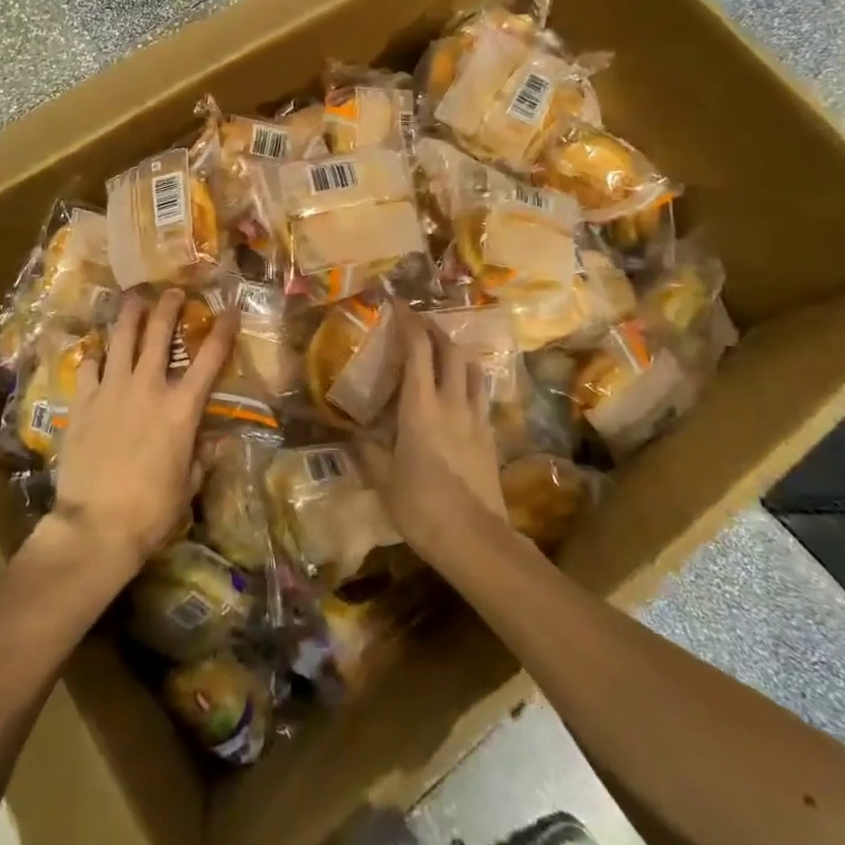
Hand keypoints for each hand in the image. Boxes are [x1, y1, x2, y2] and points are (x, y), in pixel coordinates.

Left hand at [51, 289, 238, 573]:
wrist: (95, 525)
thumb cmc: (151, 511)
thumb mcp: (188, 486)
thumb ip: (203, 458)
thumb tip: (219, 443)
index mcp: (181, 408)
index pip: (209, 359)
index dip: (222, 331)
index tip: (228, 310)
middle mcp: (148, 388)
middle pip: (159, 334)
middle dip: (169, 307)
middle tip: (173, 291)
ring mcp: (111, 390)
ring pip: (121, 339)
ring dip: (130, 315)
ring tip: (133, 298)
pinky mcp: (81, 402)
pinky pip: (88, 367)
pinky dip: (94, 356)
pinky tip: (96, 351)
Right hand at [355, 306, 506, 564]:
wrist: (476, 540)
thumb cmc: (422, 508)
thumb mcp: (383, 479)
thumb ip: (368, 450)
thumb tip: (355, 432)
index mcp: (420, 406)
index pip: (418, 349)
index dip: (409, 321)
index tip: (397, 304)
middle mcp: (451, 402)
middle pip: (450, 349)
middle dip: (434, 328)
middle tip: (417, 321)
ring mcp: (475, 417)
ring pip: (471, 368)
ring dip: (455, 350)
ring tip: (441, 348)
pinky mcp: (490, 435)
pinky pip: (479, 393)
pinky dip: (467, 378)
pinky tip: (458, 390)